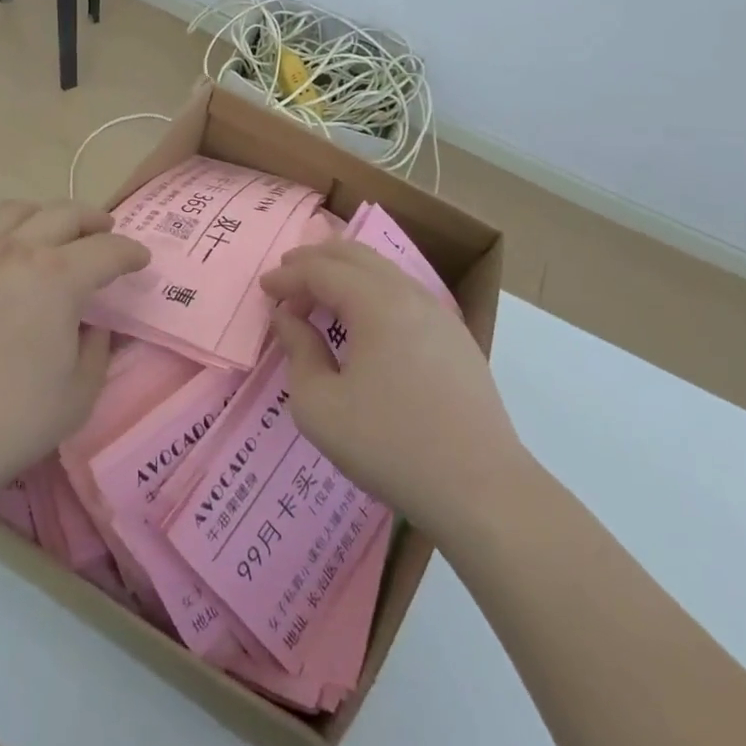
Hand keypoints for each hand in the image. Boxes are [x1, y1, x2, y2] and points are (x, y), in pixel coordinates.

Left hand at [0, 201, 149, 509]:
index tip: (141, 260)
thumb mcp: (78, 394)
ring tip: (59, 237)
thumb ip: (96, 348)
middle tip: (107, 234)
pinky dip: (12, 233)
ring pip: (20, 210)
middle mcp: (17, 251)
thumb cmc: (9, 421)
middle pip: (65, 213)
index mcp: (57, 277)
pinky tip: (13, 264)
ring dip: (49, 216)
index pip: (107, 249)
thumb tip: (93, 323)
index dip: (131, 253)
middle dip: (95, 220)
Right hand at [261, 240, 524, 540]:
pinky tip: (364, 320)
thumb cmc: (390, 445)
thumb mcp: (320, 407)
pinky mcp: (457, 339)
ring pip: (384, 271)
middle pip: (356, 256)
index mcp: (376, 303)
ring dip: (345, 273)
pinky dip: (372, 291)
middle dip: (315, 260)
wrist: (482, 490)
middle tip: (286, 275)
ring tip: (319, 292)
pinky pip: (404, 293)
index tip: (263, 289)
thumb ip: (298, 352)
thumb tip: (289, 319)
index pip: (321, 270)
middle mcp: (410, 295)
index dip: (288, 276)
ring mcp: (440, 315)